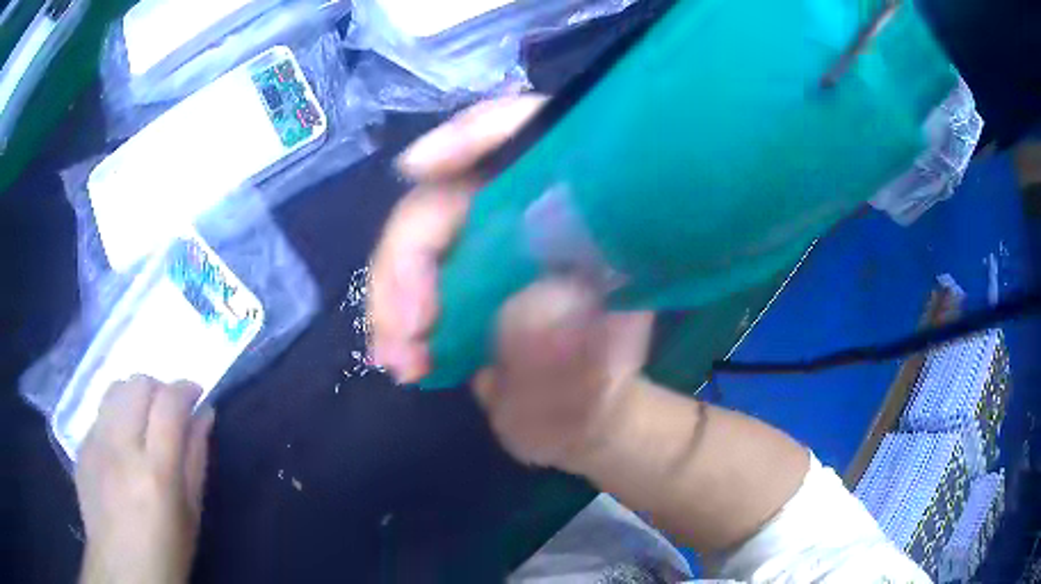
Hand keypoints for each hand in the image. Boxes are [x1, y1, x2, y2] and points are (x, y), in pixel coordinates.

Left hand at [76, 375, 214, 583]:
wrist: (122, 571)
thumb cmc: (166, 551)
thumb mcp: (191, 513)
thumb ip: (196, 458)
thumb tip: (204, 414)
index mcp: (155, 470)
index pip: (169, 402)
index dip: (186, 388)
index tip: (196, 393)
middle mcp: (120, 447)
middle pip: (138, 384)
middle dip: (159, 388)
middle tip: (169, 411)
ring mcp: (95, 444)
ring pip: (115, 389)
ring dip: (135, 395)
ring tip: (144, 421)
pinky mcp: (81, 447)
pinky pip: (100, 413)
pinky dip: (116, 416)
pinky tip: (122, 445)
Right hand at [369, 95, 652, 470]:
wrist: (568, 422)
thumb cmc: (586, 405)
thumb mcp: (585, 395)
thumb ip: (569, 364)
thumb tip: (539, 307)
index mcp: (586, 222)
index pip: (538, 135)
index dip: (478, 134)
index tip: (419, 167)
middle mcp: (533, 216)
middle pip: (451, 191)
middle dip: (409, 256)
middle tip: (404, 332)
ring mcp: (489, 242)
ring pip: (417, 233)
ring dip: (390, 294)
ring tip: (399, 360)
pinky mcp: (458, 270)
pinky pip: (407, 270)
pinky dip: (391, 310)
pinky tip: (398, 356)